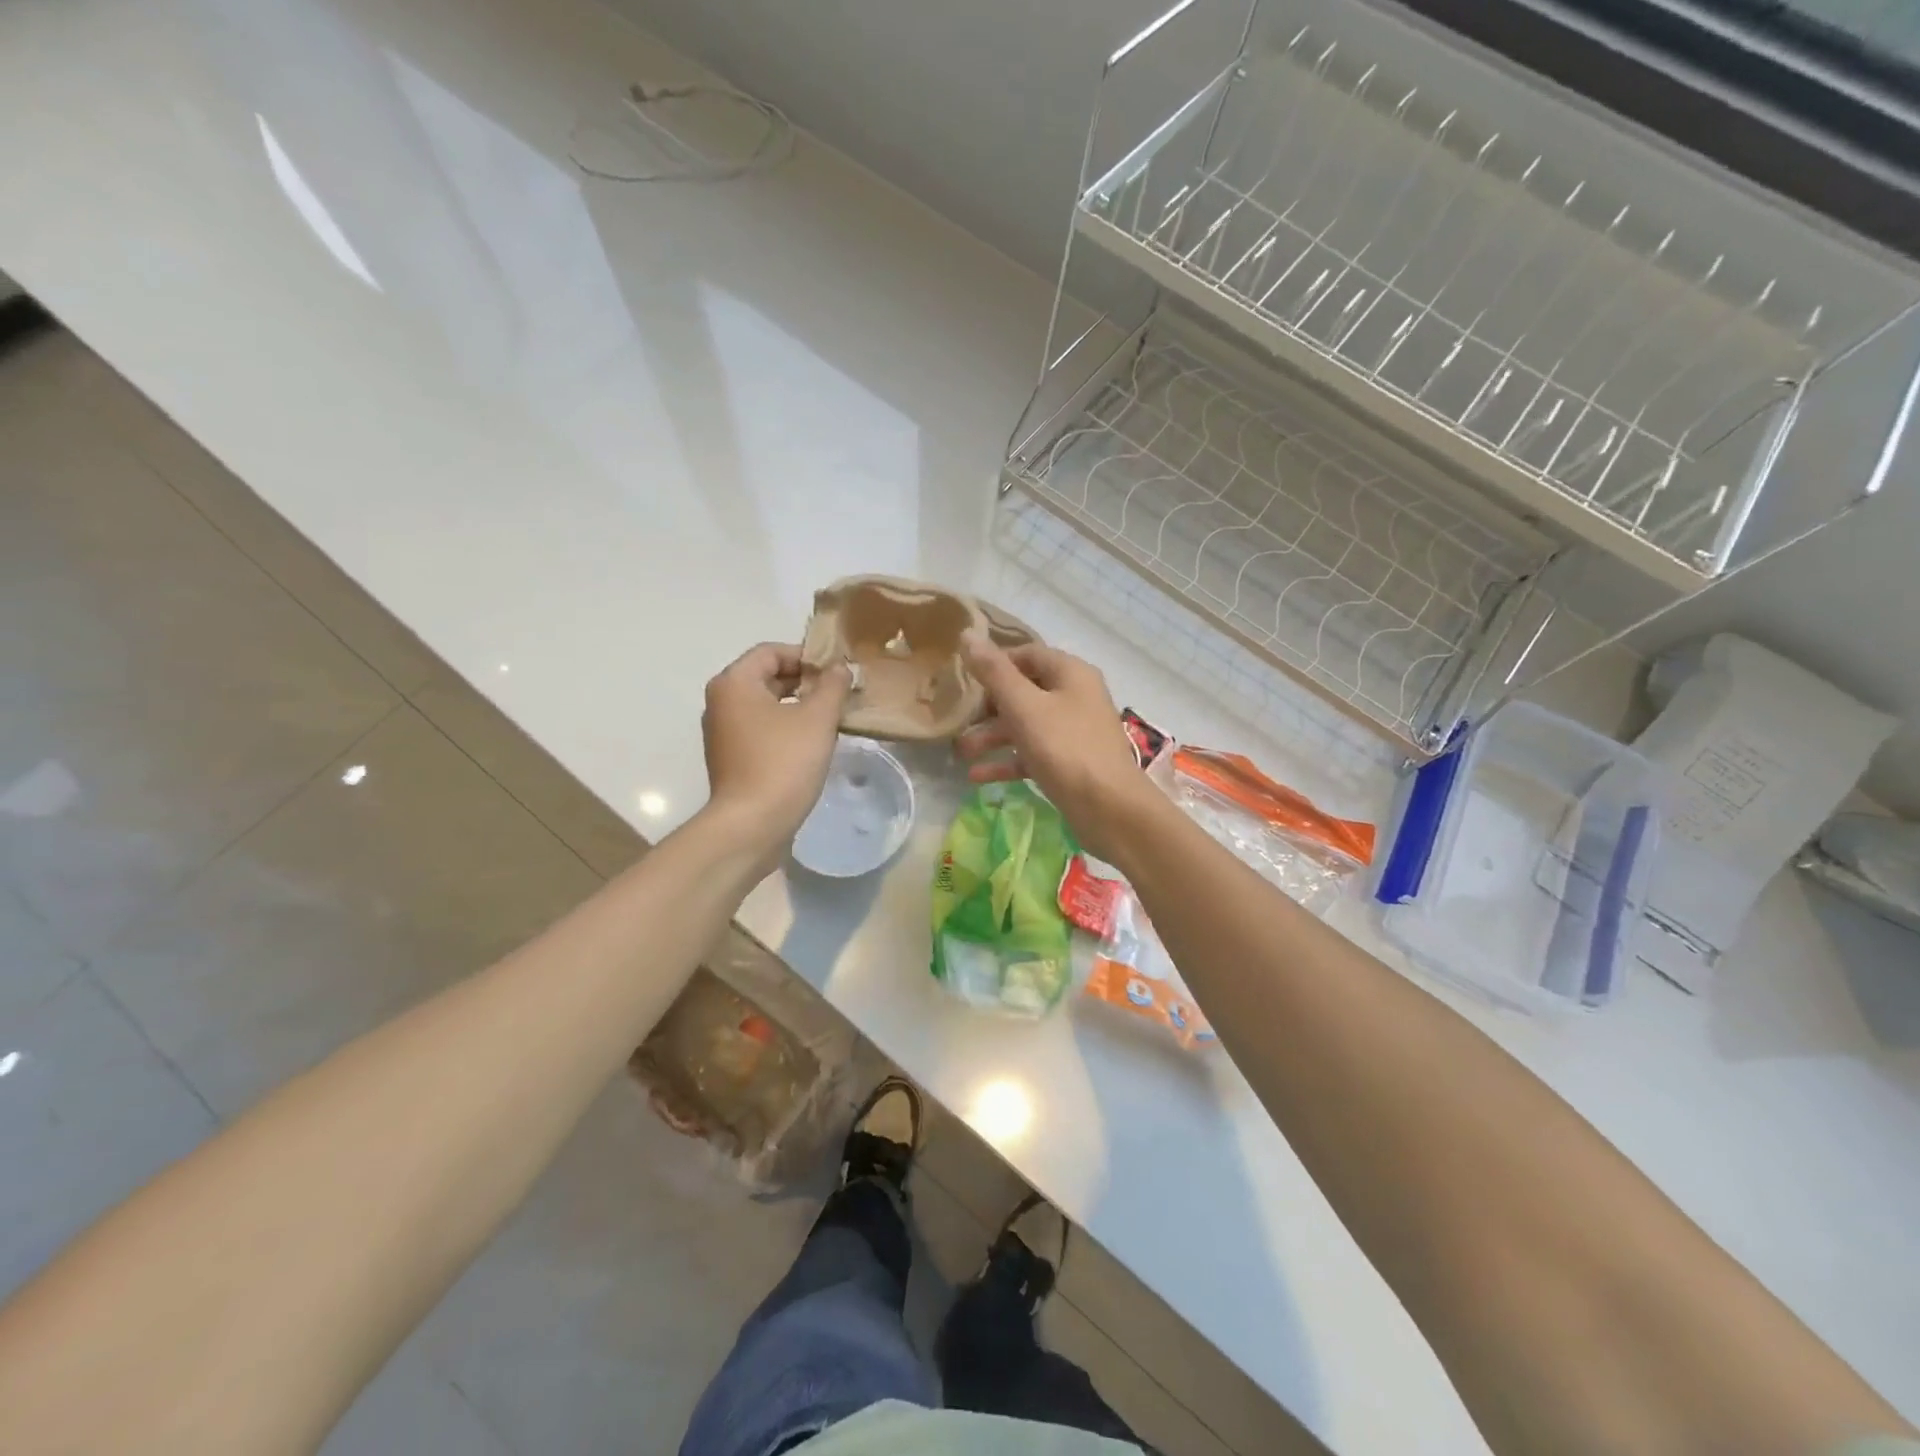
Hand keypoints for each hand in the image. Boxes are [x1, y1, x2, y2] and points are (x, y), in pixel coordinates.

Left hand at [701, 643, 851, 856]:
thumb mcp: (817, 719)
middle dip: (805, 681)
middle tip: (840, 694)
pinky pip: (761, 729)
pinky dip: (786, 728)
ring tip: (832, 718)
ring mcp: (723, 732)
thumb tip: (840, 668)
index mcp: (734, 683)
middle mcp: (721, 702)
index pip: (772, 651)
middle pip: (767, 676)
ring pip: (766, 705)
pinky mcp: (731, 758)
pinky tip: (812, 744)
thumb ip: (832, 686)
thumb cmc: (783, 763)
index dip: (807, 656)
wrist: (751, 825)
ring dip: (798, 706)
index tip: (837, 672)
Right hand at [955, 632, 1154, 860]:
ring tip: (961, 752)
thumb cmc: (1065, 748)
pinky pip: (1034, 754)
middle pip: (1025, 691)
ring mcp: (1075, 731)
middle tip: (959, 719)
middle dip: (988, 706)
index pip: (1027, 654)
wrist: (1110, 808)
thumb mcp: (1024, 706)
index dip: (995, 663)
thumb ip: (994, 672)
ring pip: (1027, 725)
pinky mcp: (1071, 763)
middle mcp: (1076, 697)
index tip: (964, 679)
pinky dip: (1008, 761)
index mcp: (1071, 674)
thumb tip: (968, 635)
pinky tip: (977, 776)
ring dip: (993, 736)